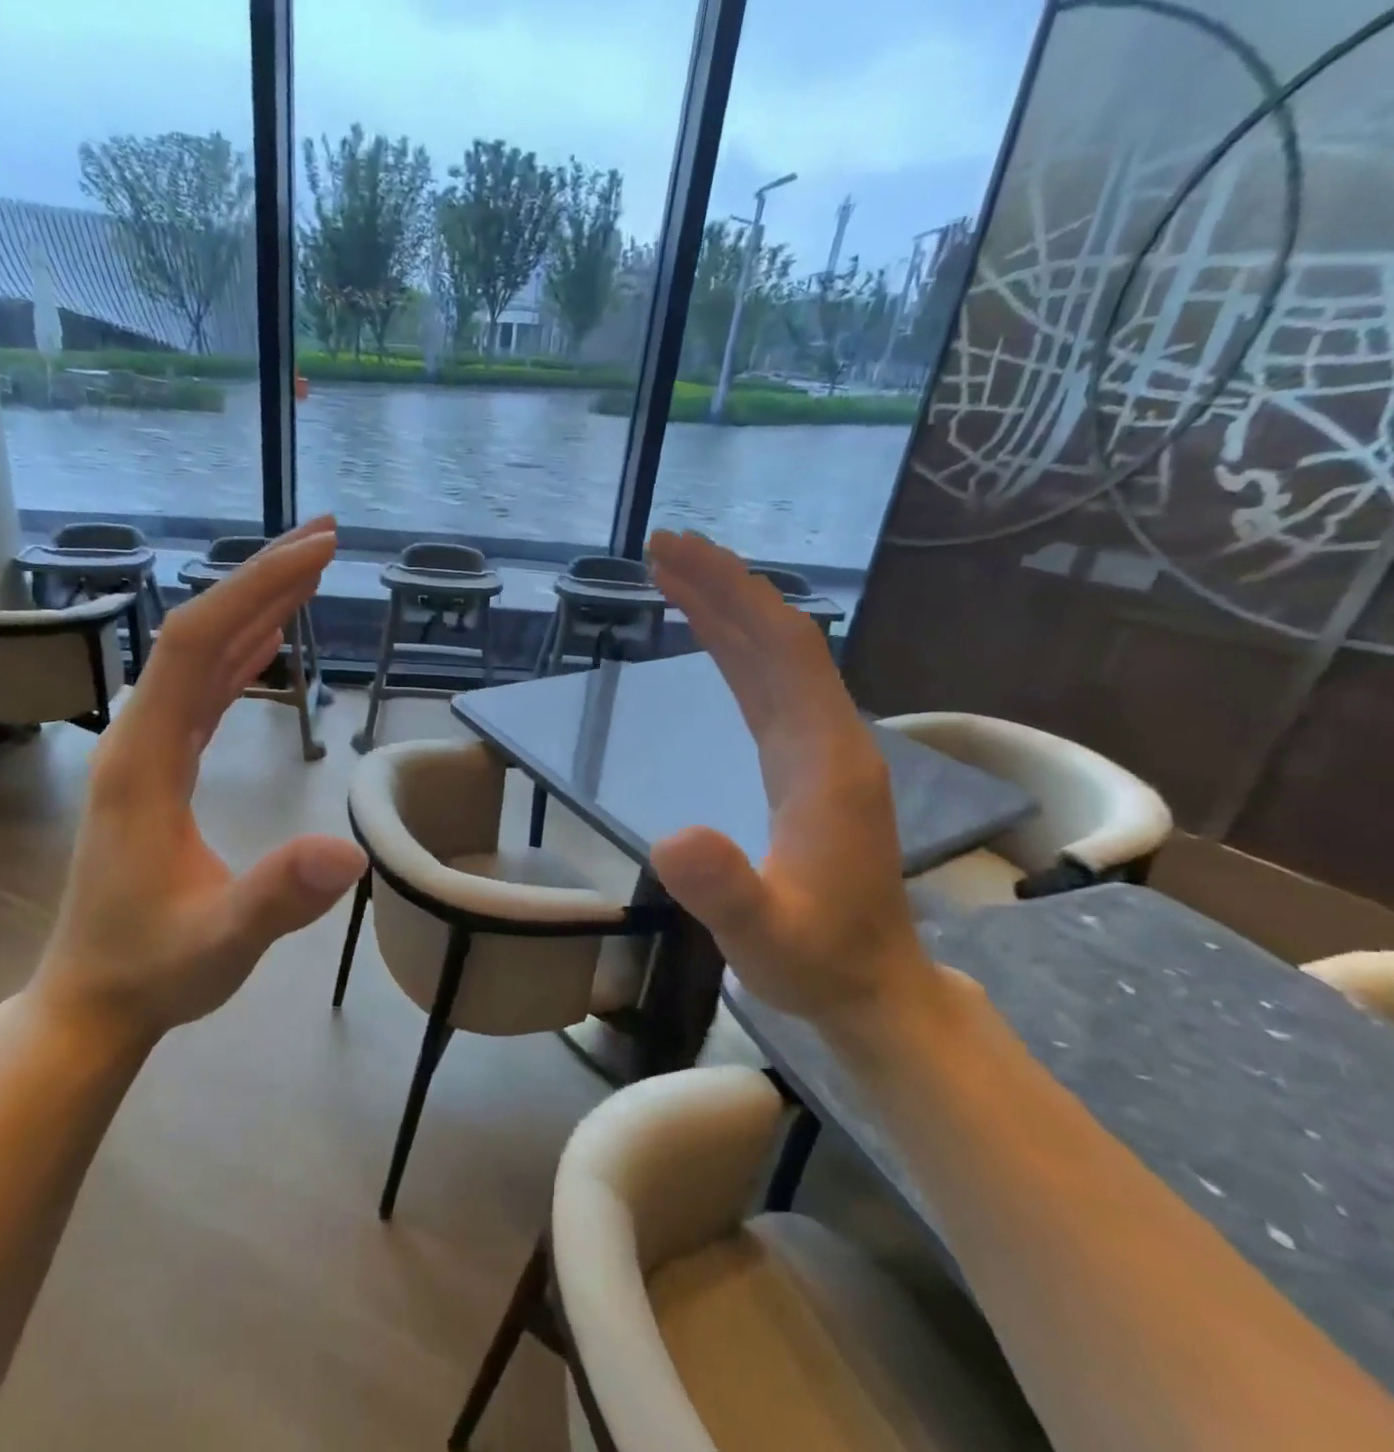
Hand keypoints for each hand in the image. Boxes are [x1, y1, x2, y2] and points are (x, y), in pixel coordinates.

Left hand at [34, 518, 367, 1039]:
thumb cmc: (152, 969)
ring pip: (199, 658)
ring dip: (253, 609)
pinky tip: (269, 641)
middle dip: (259, 580)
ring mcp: (148, 751)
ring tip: (308, 573)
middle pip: (197, 634)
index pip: (196, 646)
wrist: (93, 1001)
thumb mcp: (221, 941)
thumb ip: (277, 897)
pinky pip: (202, 692)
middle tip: (324, 539)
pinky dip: (240, 655)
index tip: (315, 552)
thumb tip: (352, 853)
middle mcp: (139, 738)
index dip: (255, 590)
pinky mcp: (161, 768)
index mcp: (143, 760)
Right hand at [646, 530, 937, 1032]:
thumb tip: (670, 837)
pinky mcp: (803, 765)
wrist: (870, 987)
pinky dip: (732, 651)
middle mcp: (829, 738)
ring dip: (726, 611)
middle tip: (661, 545)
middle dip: (722, 586)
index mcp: (826, 759)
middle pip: (778, 639)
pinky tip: (708, 640)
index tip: (676, 553)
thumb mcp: (762, 936)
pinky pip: (767, 688)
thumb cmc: (816, 960)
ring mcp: (819, 750)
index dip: (730, 594)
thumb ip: (724, 890)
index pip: (781, 651)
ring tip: (673, 576)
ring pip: (773, 659)